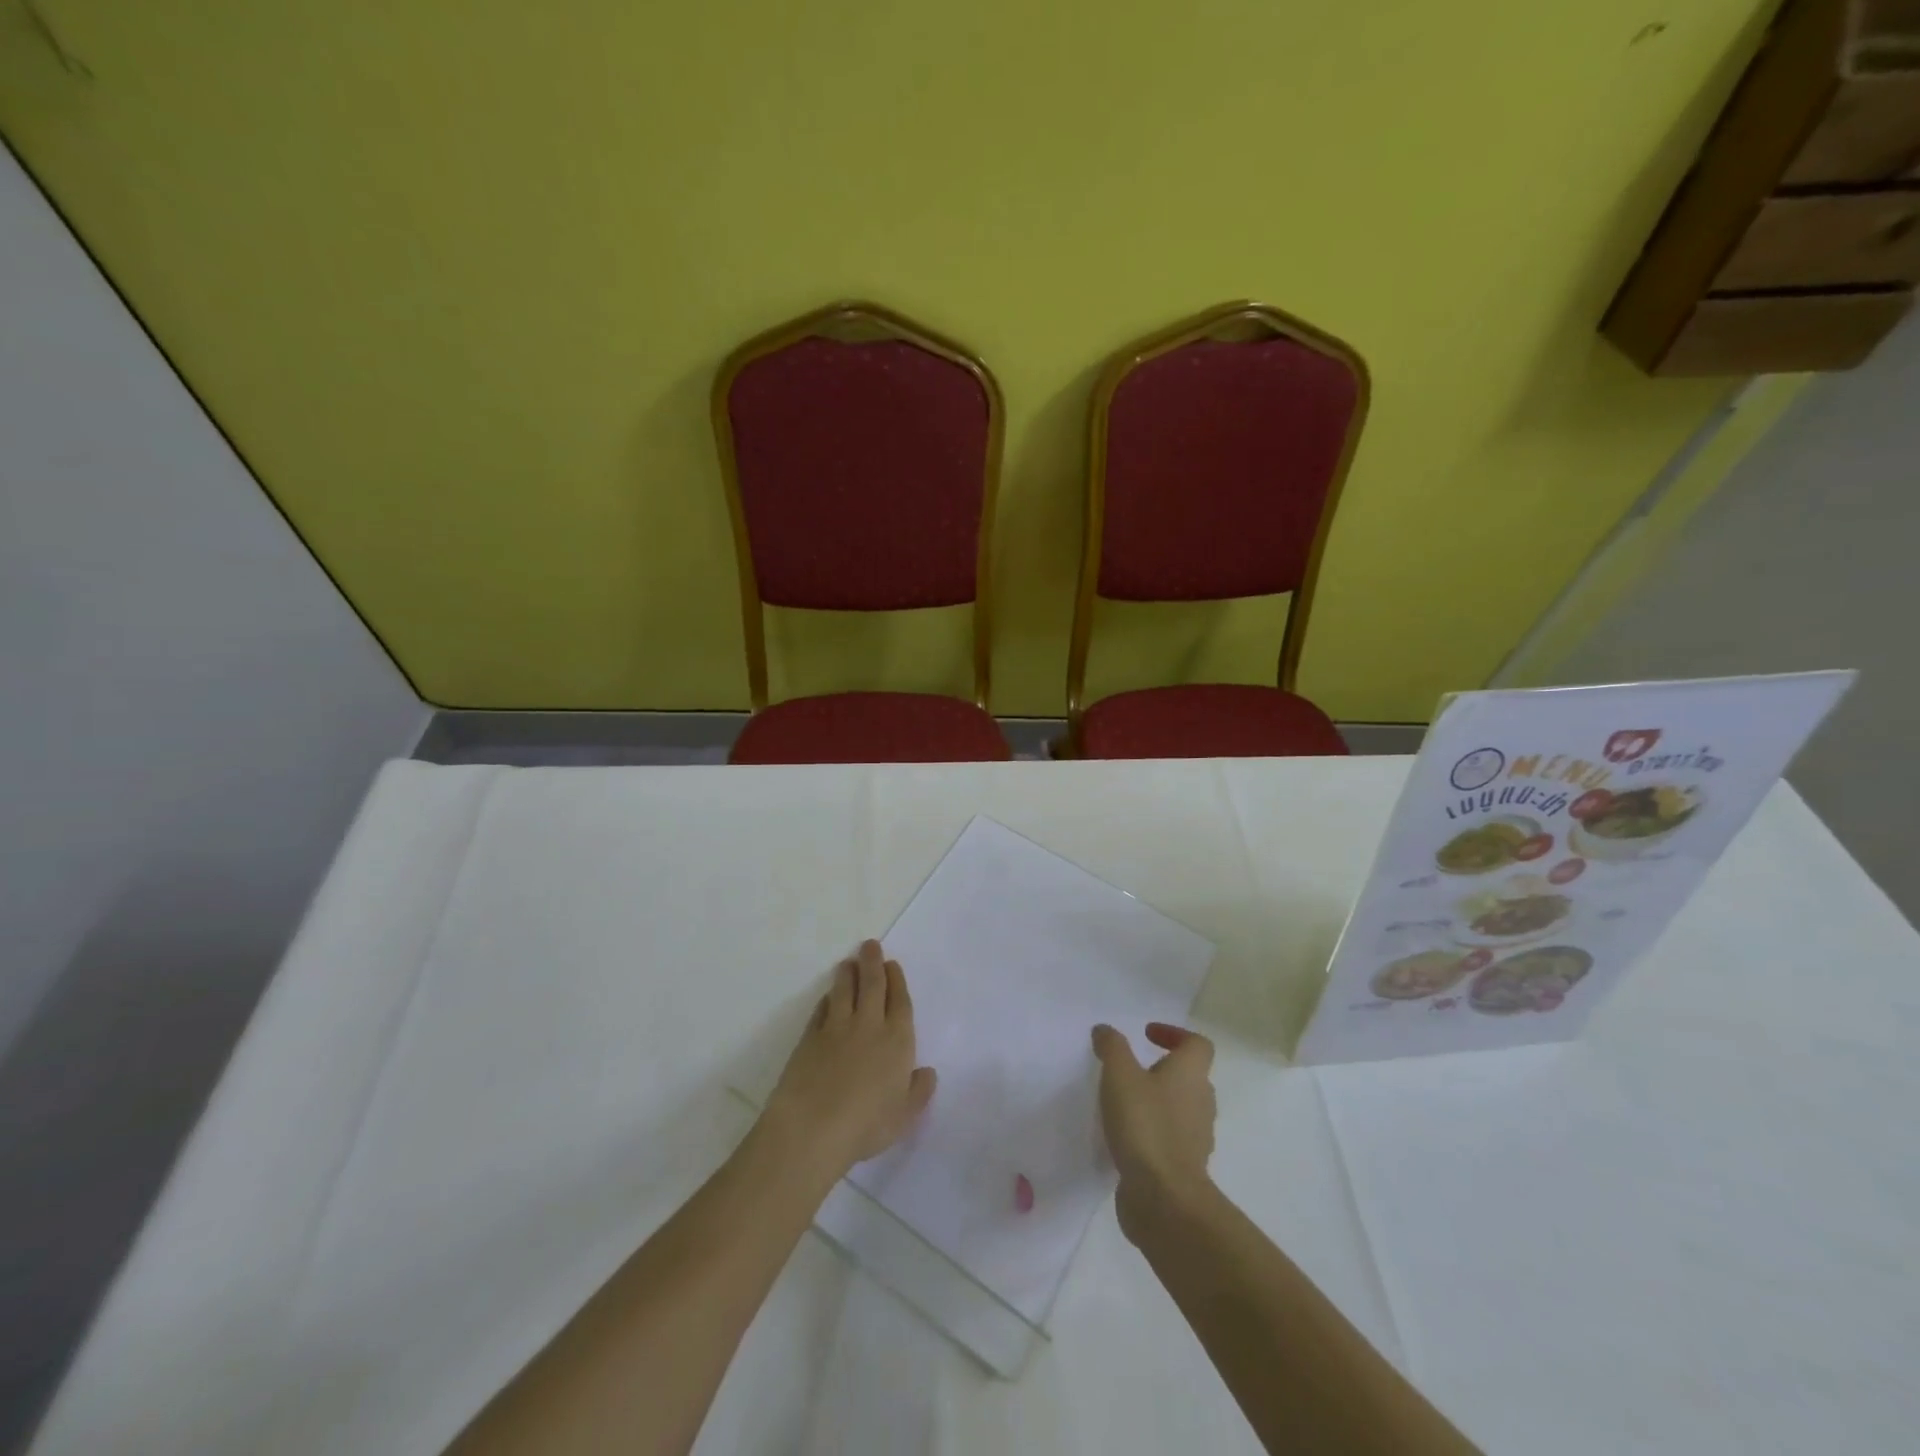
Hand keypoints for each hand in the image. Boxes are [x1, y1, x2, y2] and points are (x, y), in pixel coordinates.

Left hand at [764, 940, 936, 1177]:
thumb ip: (918, 1092)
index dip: (896, 981)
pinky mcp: (809, 1037)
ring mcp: (836, 1028)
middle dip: (872, 962)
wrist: (813, 1127)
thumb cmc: (866, 1124)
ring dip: (848, 974)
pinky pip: (822, 1010)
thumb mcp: (904, 1116)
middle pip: (872, 985)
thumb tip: (927, 1072)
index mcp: (897, 1040)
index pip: (899, 1001)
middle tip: (869, 945)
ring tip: (848, 963)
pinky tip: (828, 996)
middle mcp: (869, 1026)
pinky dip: (827, 999)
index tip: (892, 964)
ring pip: (844, 991)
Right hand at [1091, 1022, 1216, 1243]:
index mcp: (1191, 1075)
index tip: (1146, 1036)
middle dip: (1162, 1069)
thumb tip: (1105, 1030)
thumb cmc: (1145, 1125)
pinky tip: (1124, 1137)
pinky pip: (1170, 1139)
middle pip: (1189, 1076)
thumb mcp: (1120, 1075)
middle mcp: (1201, 1102)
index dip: (1175, 1034)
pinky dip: (1152, 1131)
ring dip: (1156, 1101)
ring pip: (1180, 1109)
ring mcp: (1196, 1138)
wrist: (1164, 1199)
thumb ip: (1112, 1047)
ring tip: (1122, 1103)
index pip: (1198, 1044)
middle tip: (1130, 1069)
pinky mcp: (1184, 1167)